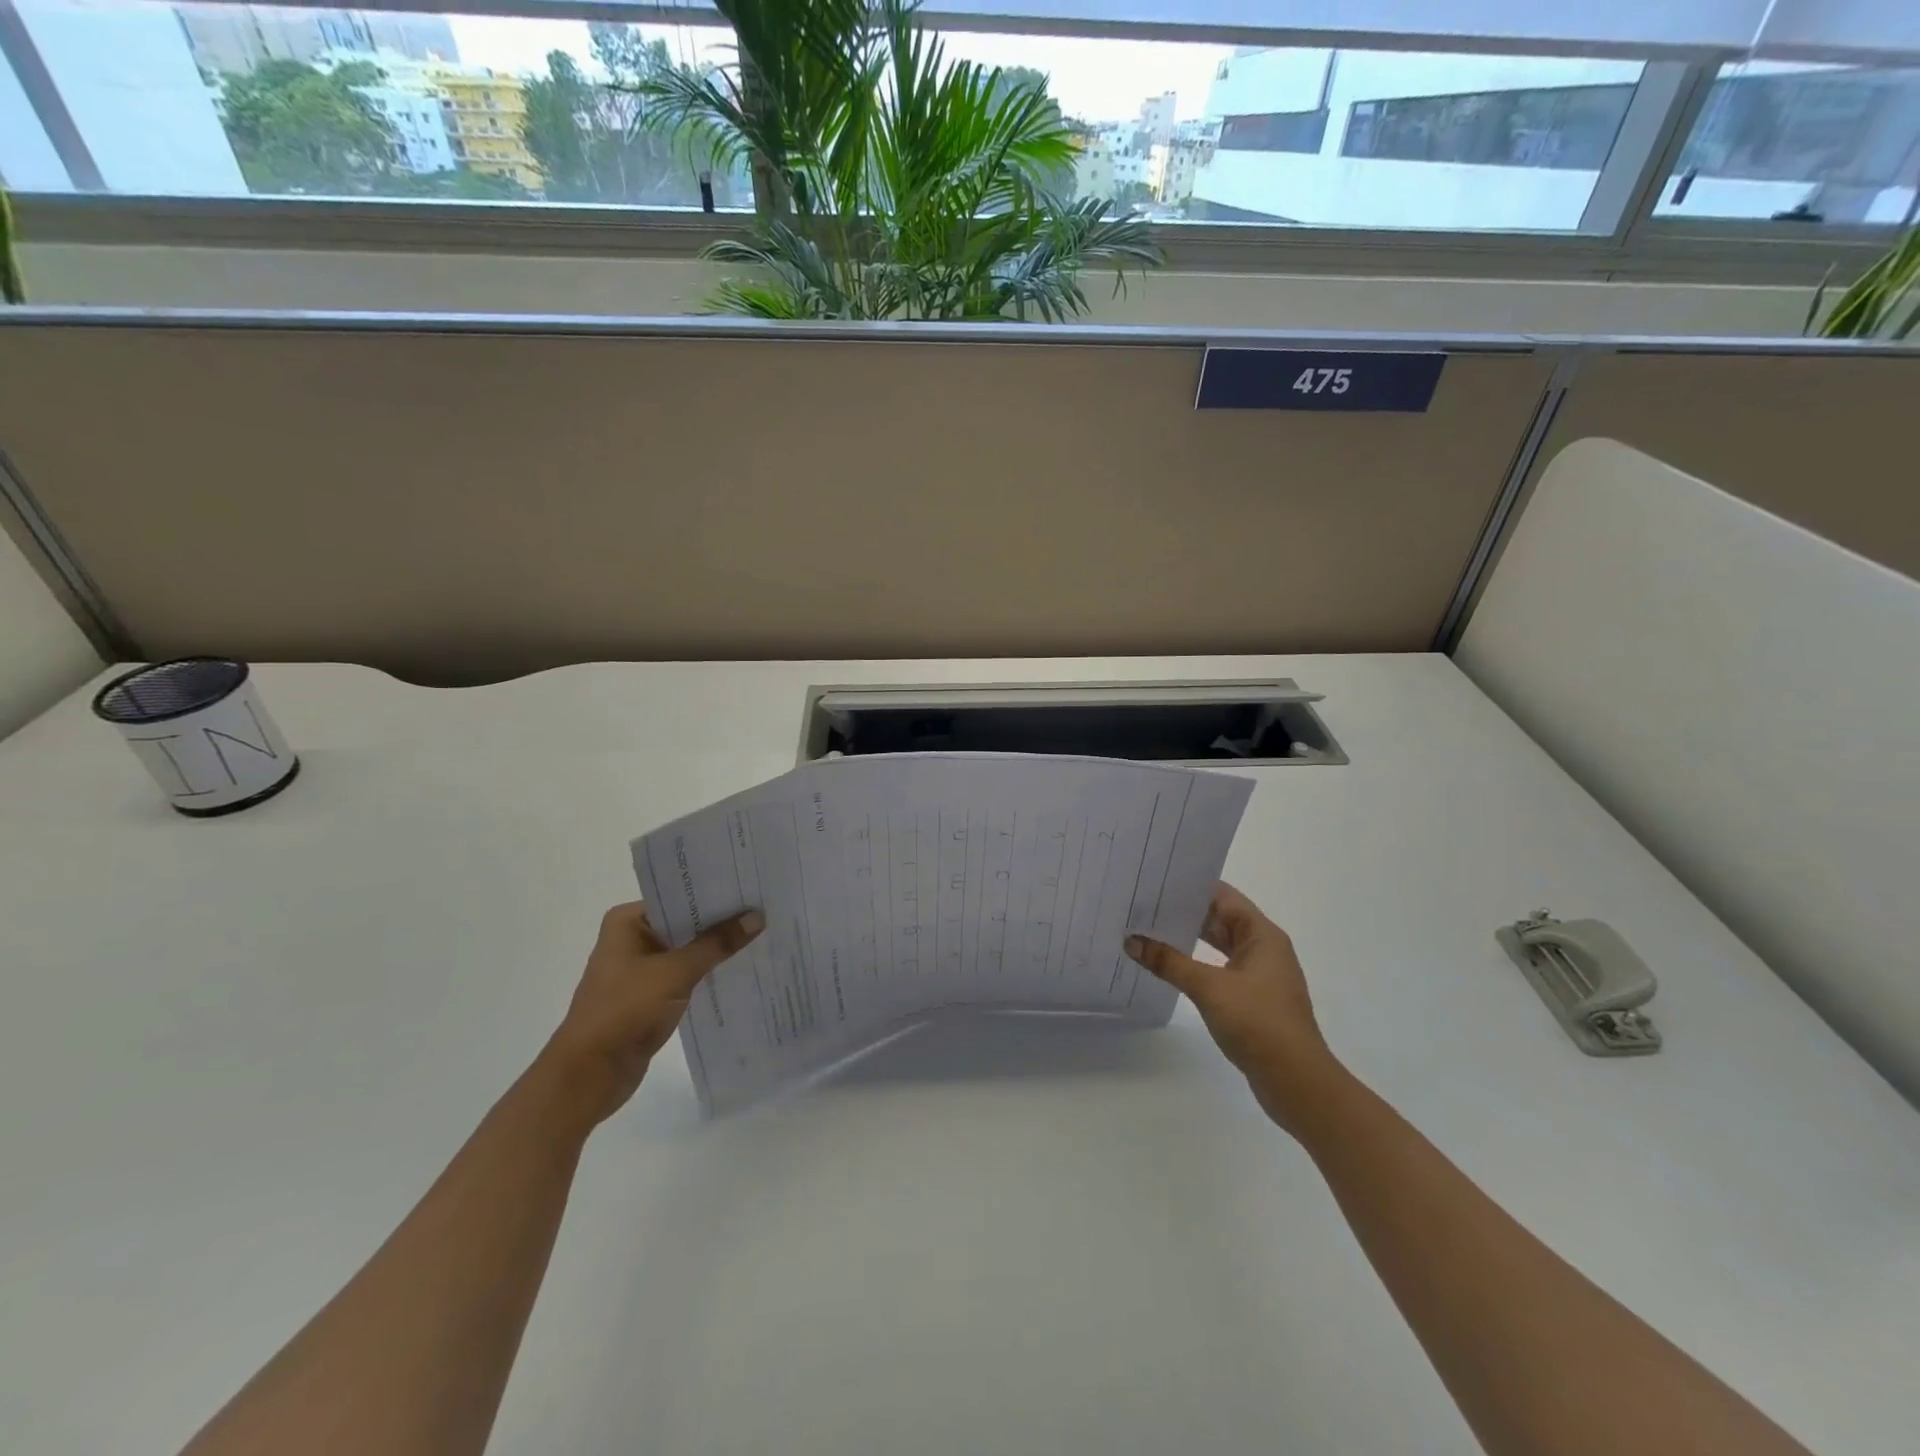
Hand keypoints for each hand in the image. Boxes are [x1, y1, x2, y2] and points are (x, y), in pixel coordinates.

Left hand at [542, 901, 762, 1125]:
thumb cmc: (626, 1011)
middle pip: (686, 922)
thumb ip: (717, 943)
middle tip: (766, 908)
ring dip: (717, 948)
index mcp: (628, 922)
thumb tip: (757, 917)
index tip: (752, 888)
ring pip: (688, 950)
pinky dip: (708, 972)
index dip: (716, 894)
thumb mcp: (676, 971)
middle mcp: (633, 938)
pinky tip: (741, 967)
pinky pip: (687, 974)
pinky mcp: (650, 996)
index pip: (680, 896)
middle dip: (721, 921)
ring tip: (763, 934)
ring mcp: (641, 969)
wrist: (590, 1075)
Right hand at [1126, 883, 1336, 1131]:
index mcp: (1261, 935)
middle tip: (1143, 904)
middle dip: (1184, 911)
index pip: (1222, 896)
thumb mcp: (1209, 988)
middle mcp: (1263, 948)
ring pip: (1218, 945)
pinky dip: (1196, 963)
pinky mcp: (1252, 998)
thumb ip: (1169, 962)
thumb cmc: (1259, 1023)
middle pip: (1220, 918)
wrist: (1297, 1082)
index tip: (1155, 880)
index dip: (1191, 886)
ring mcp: (1259, 975)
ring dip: (1188, 938)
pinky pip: (1219, 968)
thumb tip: (1132, 941)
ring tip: (1148, 930)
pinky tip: (1169, 967)